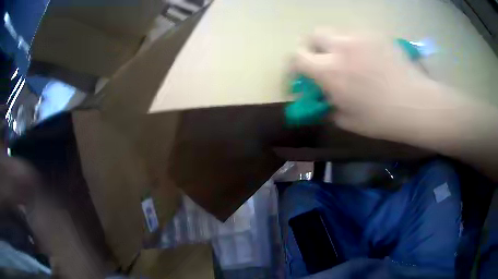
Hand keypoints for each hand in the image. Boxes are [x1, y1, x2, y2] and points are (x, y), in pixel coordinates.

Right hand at [291, 30, 469, 145]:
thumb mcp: (348, 121)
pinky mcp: (377, 34)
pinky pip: (358, 33)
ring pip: (337, 31)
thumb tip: (321, 97)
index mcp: (329, 71)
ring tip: (352, 59)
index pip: (296, 57)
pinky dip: (357, 43)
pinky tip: (370, 57)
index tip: (303, 73)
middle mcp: (341, 47)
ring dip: (337, 44)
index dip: (296, 64)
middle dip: (314, 46)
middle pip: (314, 34)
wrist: (416, 104)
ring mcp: (360, 37)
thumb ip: (328, 106)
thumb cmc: (382, 119)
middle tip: (326, 61)